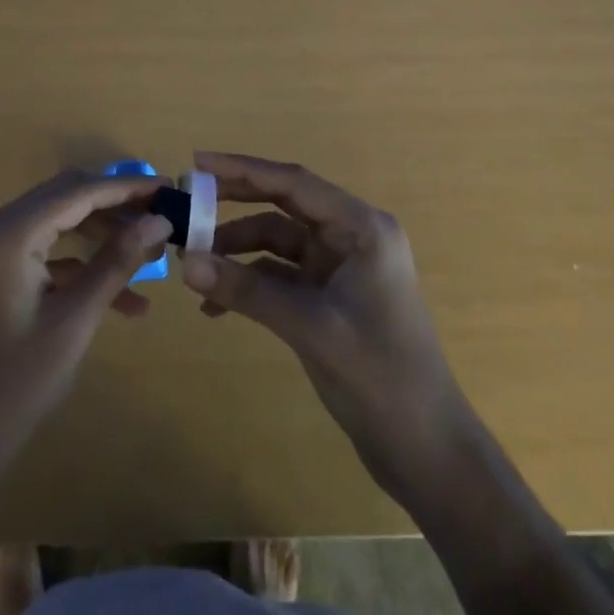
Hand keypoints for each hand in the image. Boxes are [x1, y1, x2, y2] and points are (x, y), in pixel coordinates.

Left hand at [0, 170, 172, 500]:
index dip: (127, 187)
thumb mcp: (74, 322)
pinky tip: (125, 298)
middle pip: (67, 197)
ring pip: (59, 222)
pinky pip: (46, 253)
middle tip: (162, 217)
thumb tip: (158, 220)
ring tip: (152, 256)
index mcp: (11, 231)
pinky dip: (81, 265)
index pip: (79, 190)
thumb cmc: (14, 385)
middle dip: (117, 206)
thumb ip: (115, 263)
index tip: (170, 188)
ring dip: (103, 235)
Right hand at [180, 152, 474, 496]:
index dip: (243, 169)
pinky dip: (249, 283)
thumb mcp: (310, 328)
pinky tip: (215, 306)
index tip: (198, 162)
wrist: (428, 452)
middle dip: (234, 204)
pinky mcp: (329, 297)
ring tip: (192, 264)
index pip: (293, 183)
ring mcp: (339, 267)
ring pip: (276, 240)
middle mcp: (351, 236)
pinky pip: (279, 275)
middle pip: (282, 204)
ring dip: (236, 250)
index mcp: (361, 227)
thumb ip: (246, 291)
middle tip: (187, 201)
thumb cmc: (380, 377)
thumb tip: (185, 263)